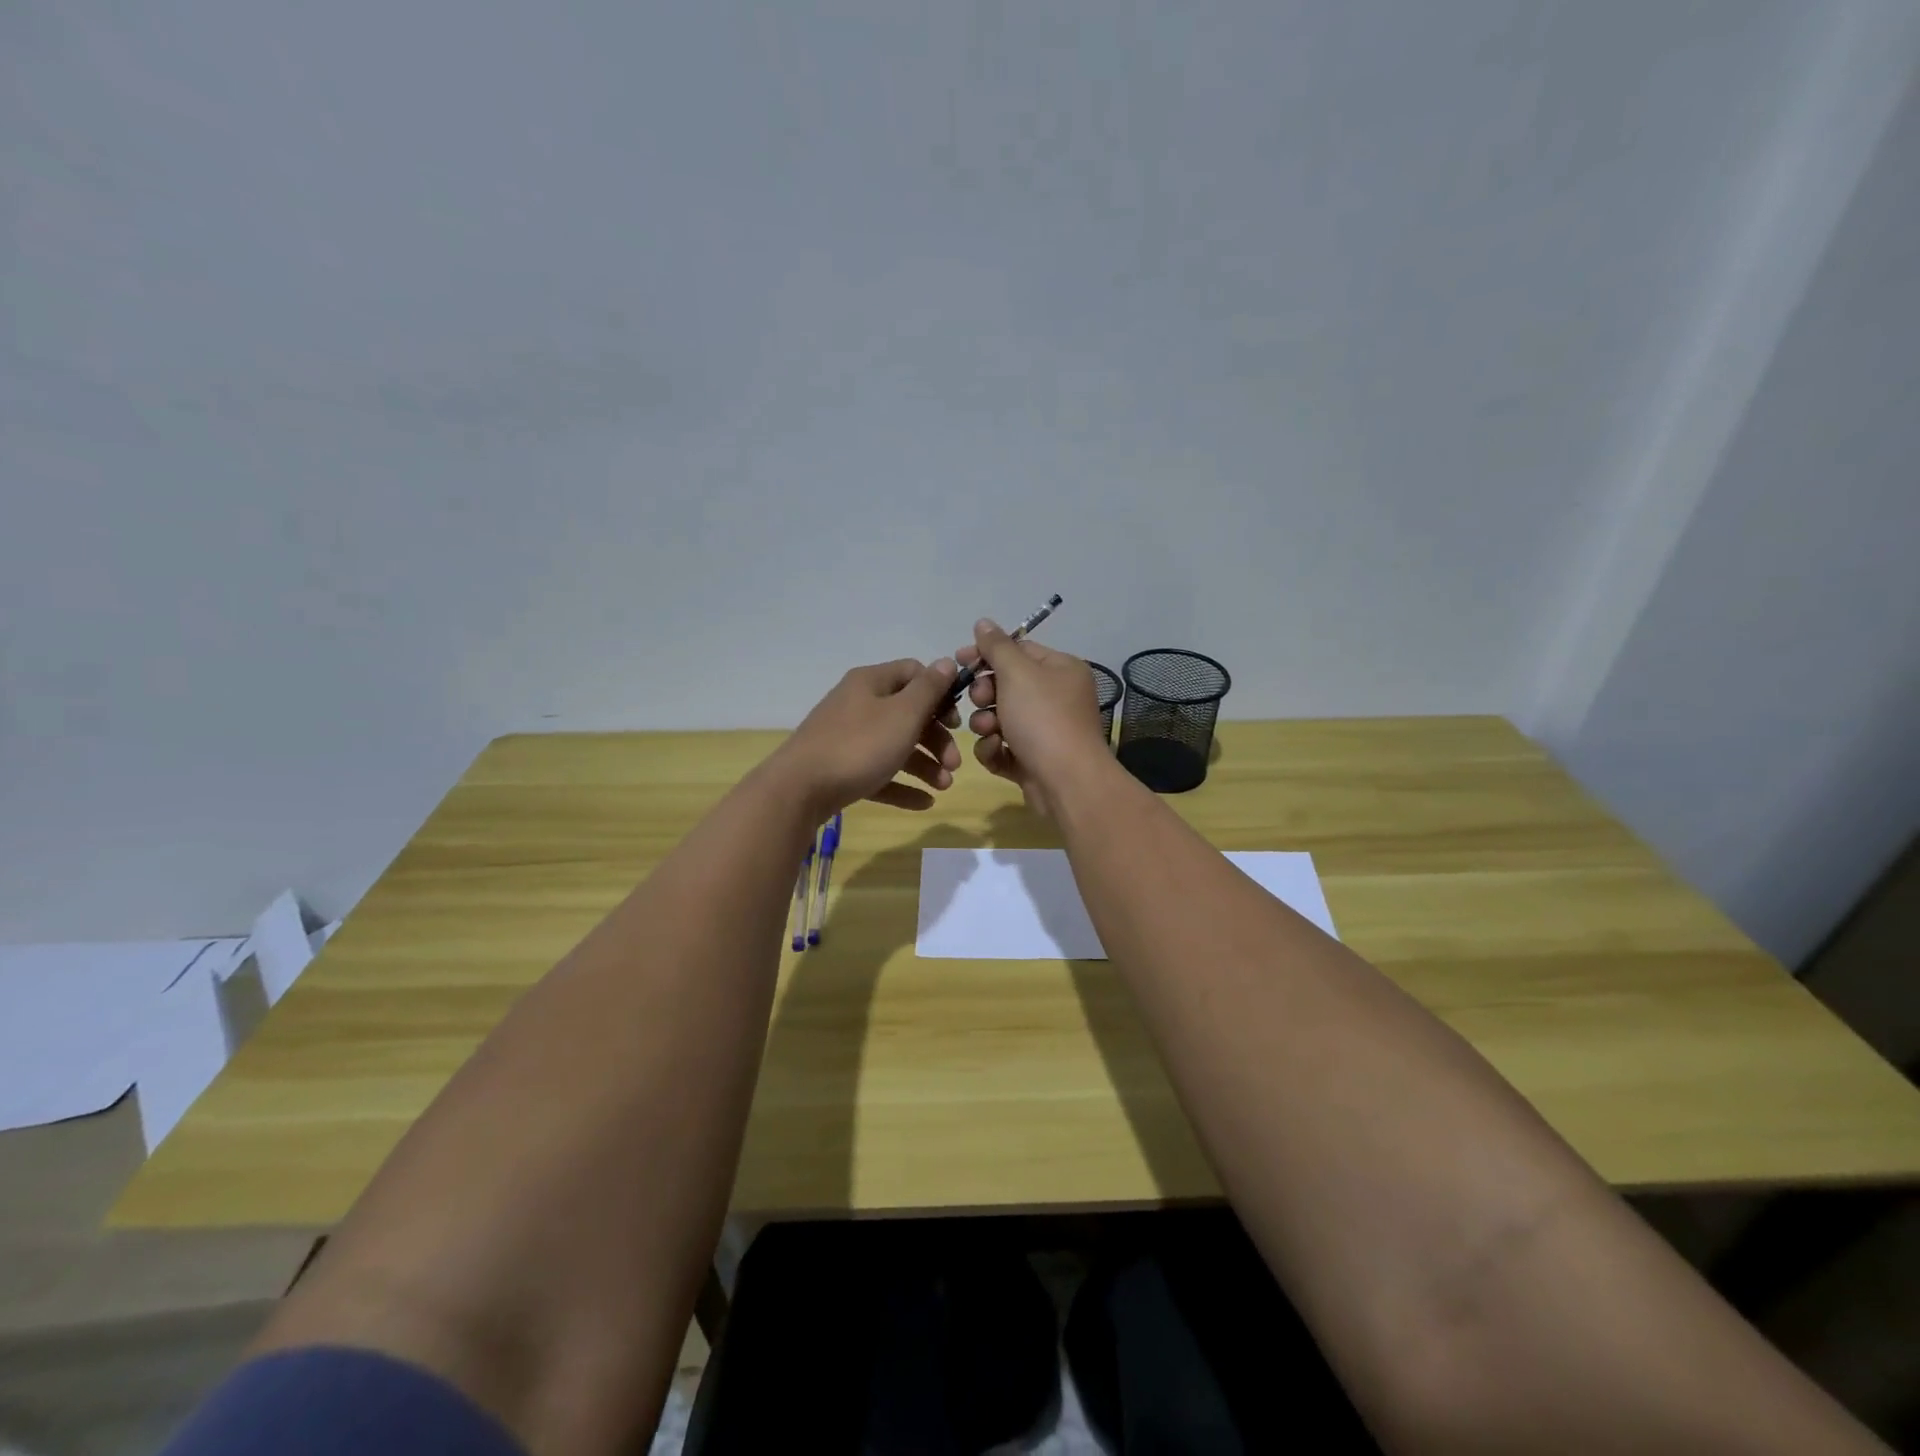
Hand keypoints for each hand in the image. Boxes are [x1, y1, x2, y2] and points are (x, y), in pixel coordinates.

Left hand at [772, 658, 962, 815]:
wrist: (799, 789)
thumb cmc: (859, 745)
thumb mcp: (902, 714)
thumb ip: (929, 689)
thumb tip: (947, 661)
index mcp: (871, 683)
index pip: (914, 673)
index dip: (940, 693)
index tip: (957, 720)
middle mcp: (858, 704)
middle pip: (908, 714)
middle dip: (937, 738)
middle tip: (955, 764)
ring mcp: (847, 738)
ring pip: (896, 746)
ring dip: (925, 764)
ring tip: (943, 787)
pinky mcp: (841, 769)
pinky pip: (880, 773)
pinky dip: (902, 785)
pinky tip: (924, 802)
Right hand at [958, 619, 1110, 816]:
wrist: (1066, 782)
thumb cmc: (1043, 718)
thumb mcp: (1018, 673)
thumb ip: (997, 646)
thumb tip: (983, 622)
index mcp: (1061, 670)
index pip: (1019, 651)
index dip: (987, 654)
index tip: (959, 660)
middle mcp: (1056, 697)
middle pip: (1006, 685)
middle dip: (985, 693)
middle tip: (980, 699)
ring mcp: (1044, 731)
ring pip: (999, 717)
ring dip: (986, 723)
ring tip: (989, 730)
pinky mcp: (1032, 760)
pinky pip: (1002, 746)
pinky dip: (994, 748)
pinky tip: (996, 752)